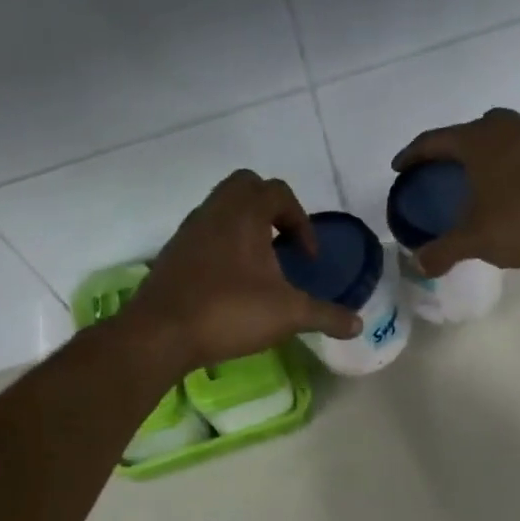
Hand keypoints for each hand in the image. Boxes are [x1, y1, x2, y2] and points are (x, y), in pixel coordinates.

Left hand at [118, 171, 360, 371]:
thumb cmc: (229, 312)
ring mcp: (189, 231)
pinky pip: (205, 234)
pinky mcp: (173, 254)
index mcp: (244, 213)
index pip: (278, 192)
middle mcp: (214, 211)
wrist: (161, 333)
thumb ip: (326, 316)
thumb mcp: (288, 315)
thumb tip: (358, 324)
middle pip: (246, 187)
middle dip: (271, 209)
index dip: (301, 221)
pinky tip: (232, 283)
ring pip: (222, 209)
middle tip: (283, 245)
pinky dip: (224, 246)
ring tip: (261, 266)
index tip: (308, 258)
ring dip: (246, 228)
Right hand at [391, 108, 519, 275]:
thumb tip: (419, 264)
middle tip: (436, 175)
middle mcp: (505, 126)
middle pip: (466, 132)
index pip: (434, 141)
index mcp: (479, 139)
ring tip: (472, 180)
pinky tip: (507, 187)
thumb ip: (443, 251)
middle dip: (448, 151)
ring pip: (497, 136)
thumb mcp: (476, 240)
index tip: (400, 169)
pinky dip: (506, 161)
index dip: (412, 155)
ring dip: (481, 154)